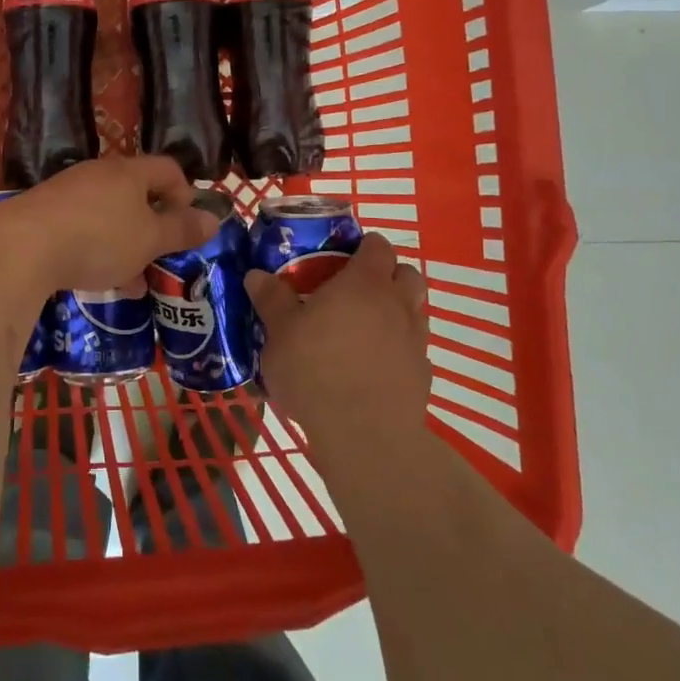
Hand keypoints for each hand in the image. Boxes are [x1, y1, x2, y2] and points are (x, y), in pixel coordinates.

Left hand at [0, 155, 218, 292]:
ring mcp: (66, 192)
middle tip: (161, 258)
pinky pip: (80, 227)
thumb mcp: (149, 240)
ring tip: (131, 281)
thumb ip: (182, 229)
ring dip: (125, 244)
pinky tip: (94, 280)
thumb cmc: (98, 238)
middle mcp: (98, 173)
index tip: (188, 226)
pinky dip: (95, 249)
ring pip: (108, 214)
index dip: (185, 194)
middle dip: (153, 226)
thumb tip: (213, 218)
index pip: (168, 169)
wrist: (20, 248)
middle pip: (136, 192)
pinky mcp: (41, 214)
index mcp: (129, 172)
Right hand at [247, 234, 431, 454]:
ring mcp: (415, 339)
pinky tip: (372, 365)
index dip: (364, 245)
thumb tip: (256, 274)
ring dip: (396, 309)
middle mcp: (397, 303)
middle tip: (355, 290)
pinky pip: (414, 347)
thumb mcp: (280, 332)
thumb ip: (271, 299)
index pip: (378, 246)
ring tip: (363, 327)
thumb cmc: (316, 371)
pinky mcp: (423, 374)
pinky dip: (398, 346)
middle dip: (387, 275)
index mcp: (364, 283)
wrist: (364, 435)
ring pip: (415, 309)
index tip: (343, 255)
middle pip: (407, 273)